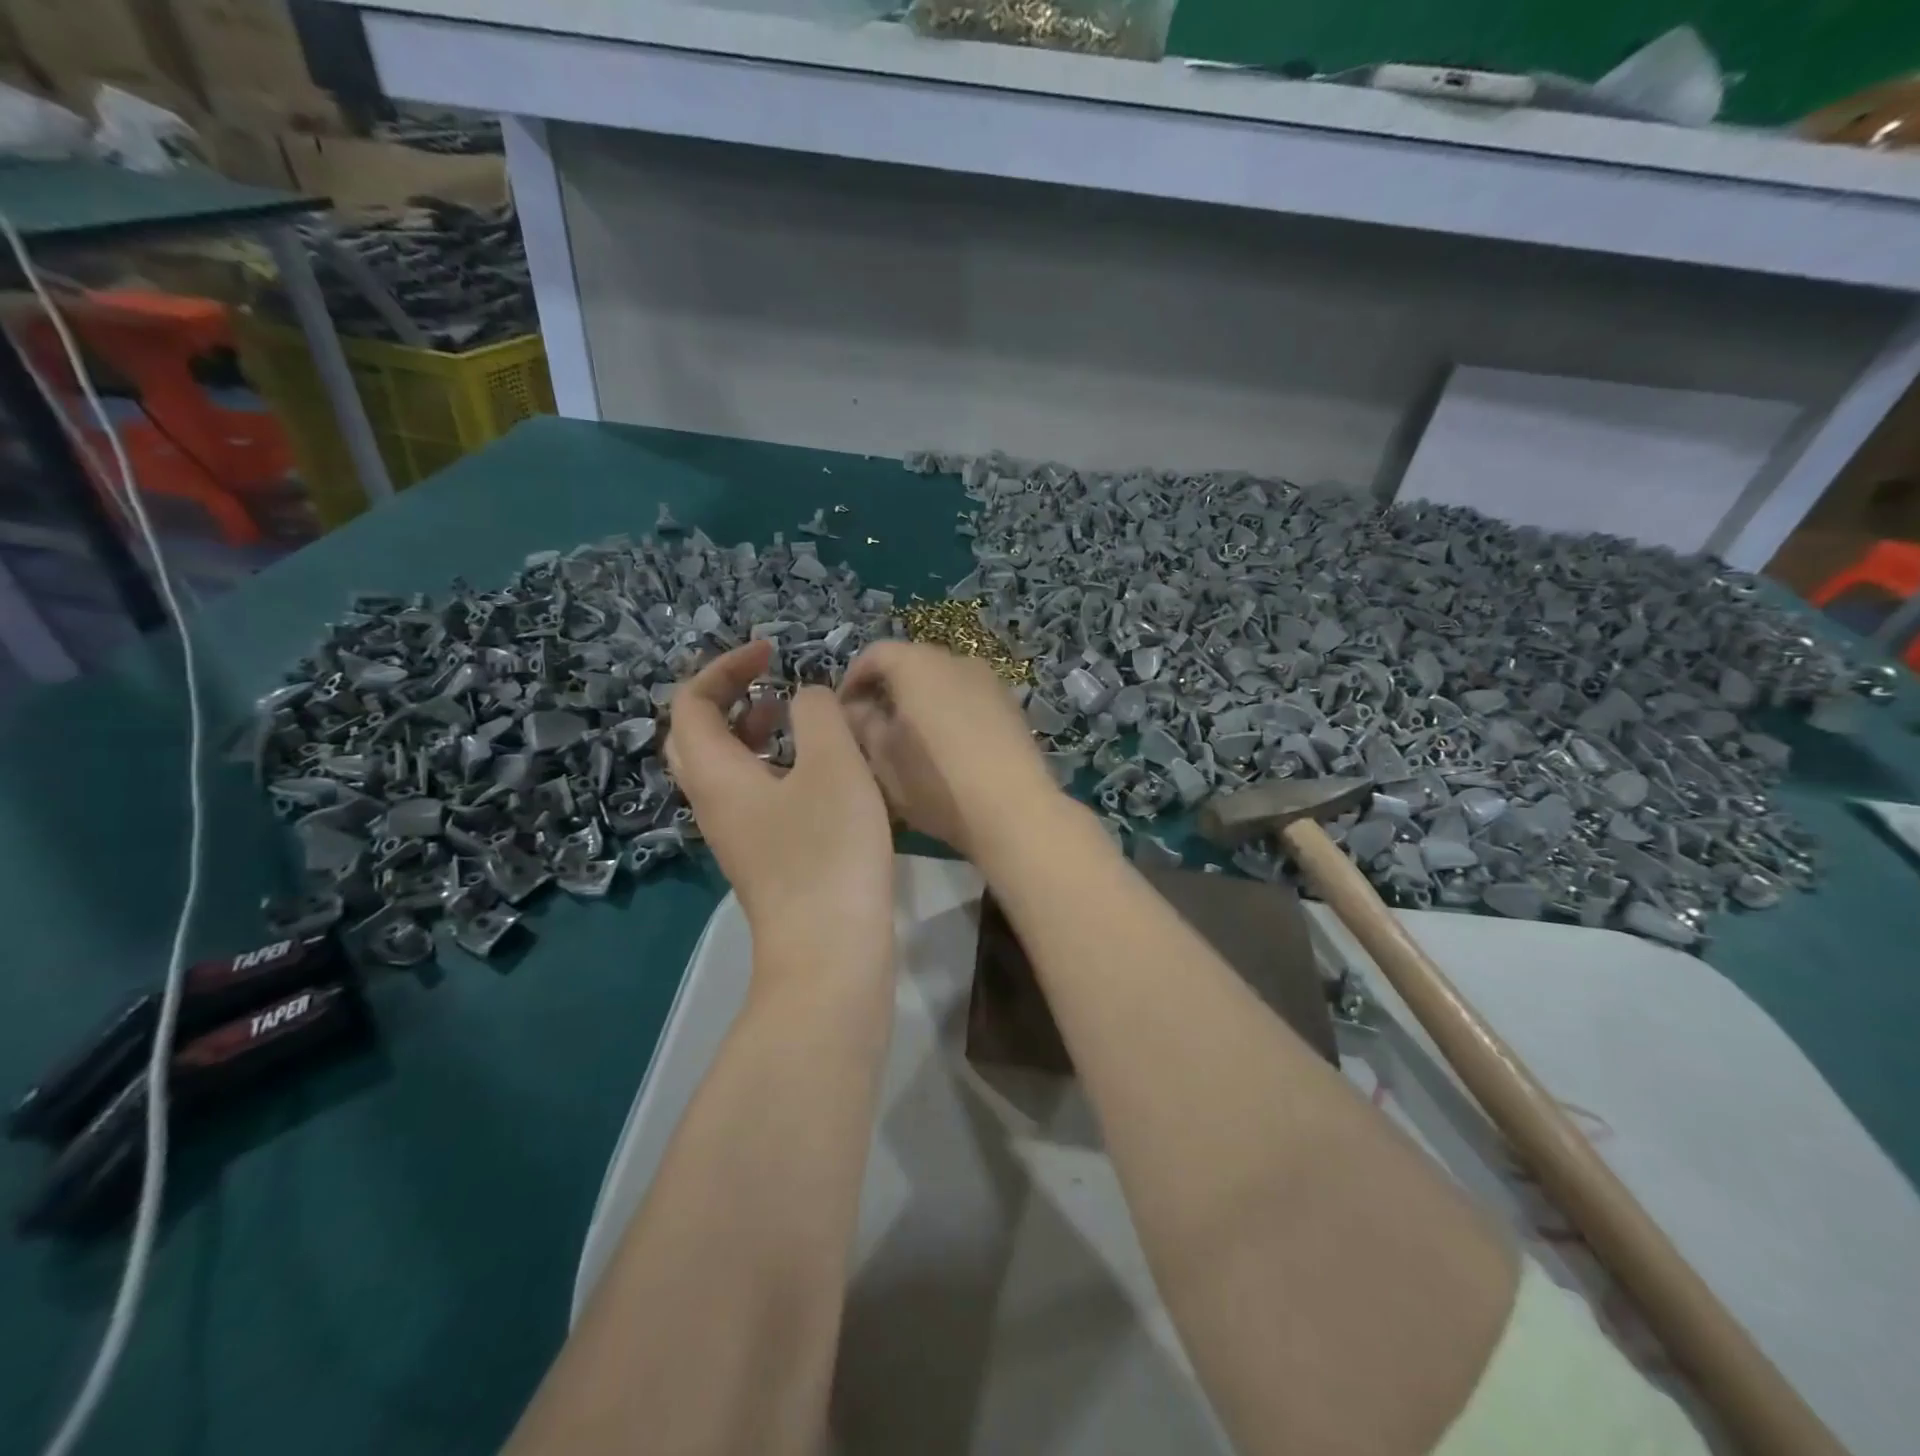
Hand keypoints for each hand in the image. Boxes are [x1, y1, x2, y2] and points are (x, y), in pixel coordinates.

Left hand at [666, 641, 894, 953]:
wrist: (830, 952)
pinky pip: (750, 793)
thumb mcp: (833, 765)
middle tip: (770, 682)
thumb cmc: (829, 852)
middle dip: (728, 697)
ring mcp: (736, 834)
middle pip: (694, 736)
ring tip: (793, 715)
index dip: (725, 667)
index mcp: (716, 773)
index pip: (691, 702)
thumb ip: (818, 713)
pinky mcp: (762, 857)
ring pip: (723, 767)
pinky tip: (816, 771)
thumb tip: (806, 698)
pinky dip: (772, 764)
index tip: (772, 652)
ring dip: (750, 731)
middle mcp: (713, 803)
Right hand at [839, 642, 1062, 862]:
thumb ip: (863, 725)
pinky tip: (947, 749)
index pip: (875, 654)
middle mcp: (956, 660)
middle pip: (911, 664)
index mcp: (918, 664)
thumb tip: (857, 709)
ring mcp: (990, 681)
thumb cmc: (937, 782)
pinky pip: (968, 698)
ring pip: (942, 682)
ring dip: (920, 702)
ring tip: (909, 740)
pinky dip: (949, 712)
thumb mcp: (884, 760)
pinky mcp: (1011, 705)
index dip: (852, 680)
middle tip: (871, 727)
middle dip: (887, 690)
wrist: (1014, 810)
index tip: (842, 713)